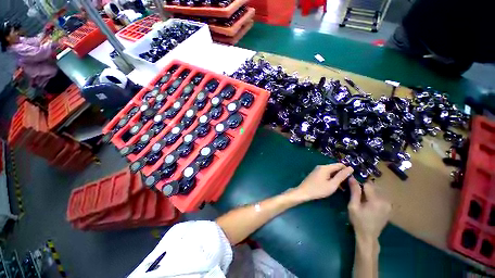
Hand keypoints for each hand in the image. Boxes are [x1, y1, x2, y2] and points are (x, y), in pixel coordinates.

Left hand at [293, 163, 353, 201]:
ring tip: (342, 187)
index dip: (347, 170)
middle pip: (335, 168)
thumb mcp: (332, 184)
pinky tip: (333, 186)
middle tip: (347, 185)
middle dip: (342, 175)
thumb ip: (341, 176)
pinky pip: (326, 174)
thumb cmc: (318, 189)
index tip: (352, 179)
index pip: (340, 165)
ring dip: (337, 177)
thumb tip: (351, 168)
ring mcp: (317, 170)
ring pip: (331, 171)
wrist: (303, 192)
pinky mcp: (316, 174)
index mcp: (325, 167)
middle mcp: (321, 166)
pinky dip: (331, 178)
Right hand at [348, 177, 390, 241]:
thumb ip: (354, 191)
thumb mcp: (353, 206)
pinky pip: (381, 196)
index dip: (359, 183)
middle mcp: (385, 201)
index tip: (352, 186)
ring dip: (369, 191)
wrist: (368, 235)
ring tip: (362, 198)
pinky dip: (374, 195)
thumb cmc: (358, 220)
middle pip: (374, 186)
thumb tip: (352, 178)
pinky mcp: (389, 207)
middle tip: (356, 193)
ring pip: (377, 190)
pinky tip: (368, 202)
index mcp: (376, 200)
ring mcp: (389, 204)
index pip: (368, 184)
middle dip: (364, 187)